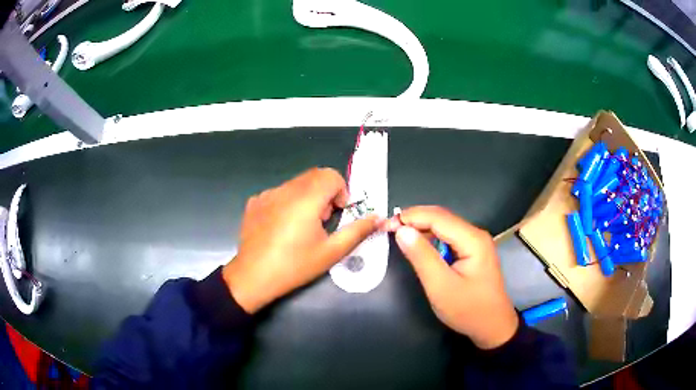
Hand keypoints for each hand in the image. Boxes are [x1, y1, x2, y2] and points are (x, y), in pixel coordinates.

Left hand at [222, 168, 379, 313]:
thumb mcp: (331, 252)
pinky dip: (288, 202)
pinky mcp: (254, 202)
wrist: (253, 277)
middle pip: (314, 176)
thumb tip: (378, 218)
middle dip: (325, 193)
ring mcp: (267, 194)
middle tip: (322, 220)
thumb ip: (358, 231)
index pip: (331, 175)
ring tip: (302, 226)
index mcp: (306, 199)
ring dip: (307, 197)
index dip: (341, 191)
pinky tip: (282, 227)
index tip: (338, 213)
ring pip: (296, 183)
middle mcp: (285, 189)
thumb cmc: (295, 266)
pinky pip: (278, 193)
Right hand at [386, 206, 518, 348]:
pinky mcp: (472, 251)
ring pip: (444, 226)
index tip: (385, 225)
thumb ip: (421, 257)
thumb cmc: (468, 310)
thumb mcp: (441, 287)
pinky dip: (430, 238)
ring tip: (398, 236)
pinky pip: (447, 237)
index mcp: (472, 239)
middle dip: (414, 220)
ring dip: (420, 228)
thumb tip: (402, 230)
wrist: (493, 326)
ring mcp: (475, 242)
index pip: (437, 217)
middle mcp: (475, 234)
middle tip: (388, 230)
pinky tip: (418, 246)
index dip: (410, 217)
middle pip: (441, 217)